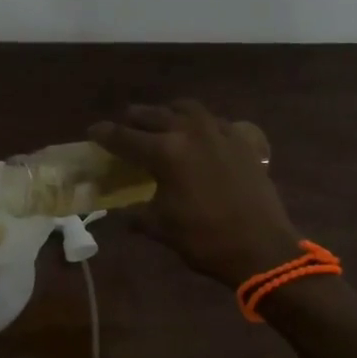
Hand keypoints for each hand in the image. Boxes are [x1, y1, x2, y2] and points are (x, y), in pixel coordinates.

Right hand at [91, 100, 301, 287]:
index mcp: (165, 153)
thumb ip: (137, 214)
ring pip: (187, 109)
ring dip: (169, 112)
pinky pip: (215, 121)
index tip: (93, 131)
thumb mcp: (161, 228)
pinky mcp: (242, 140)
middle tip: (125, 125)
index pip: (124, 137)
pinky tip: (200, 136)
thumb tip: (122, 214)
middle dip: (135, 118)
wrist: (262, 248)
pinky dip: (201, 123)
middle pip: (154, 115)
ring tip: (162, 122)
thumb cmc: (205, 240)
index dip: (105, 133)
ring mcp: (219, 132)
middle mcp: (189, 132)